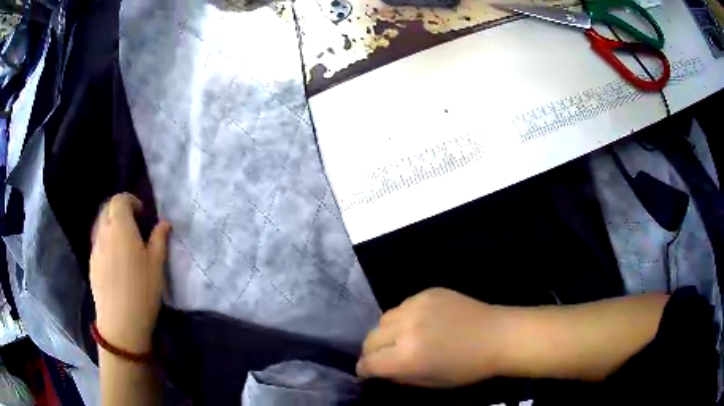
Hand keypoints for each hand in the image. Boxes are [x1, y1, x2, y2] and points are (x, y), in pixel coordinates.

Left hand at [90, 193, 170, 353]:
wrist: (120, 322)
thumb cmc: (142, 290)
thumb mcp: (157, 265)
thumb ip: (159, 239)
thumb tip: (163, 224)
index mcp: (120, 227)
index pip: (119, 200)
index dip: (130, 201)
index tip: (142, 214)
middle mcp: (104, 232)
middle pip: (107, 209)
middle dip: (120, 211)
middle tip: (134, 225)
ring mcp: (95, 248)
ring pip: (101, 226)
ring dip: (112, 226)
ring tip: (125, 243)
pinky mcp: (92, 263)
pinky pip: (98, 242)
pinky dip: (107, 241)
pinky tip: (116, 261)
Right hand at [357, 288, 510, 387]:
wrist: (497, 336)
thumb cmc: (467, 368)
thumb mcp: (430, 381)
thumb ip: (399, 376)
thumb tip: (380, 369)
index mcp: (407, 357)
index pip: (369, 362)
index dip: (364, 369)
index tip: (367, 371)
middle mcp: (406, 329)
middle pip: (371, 338)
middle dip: (372, 351)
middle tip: (383, 356)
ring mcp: (417, 306)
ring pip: (384, 319)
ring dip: (387, 332)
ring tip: (401, 337)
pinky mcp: (428, 292)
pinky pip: (403, 305)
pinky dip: (404, 317)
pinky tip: (420, 323)